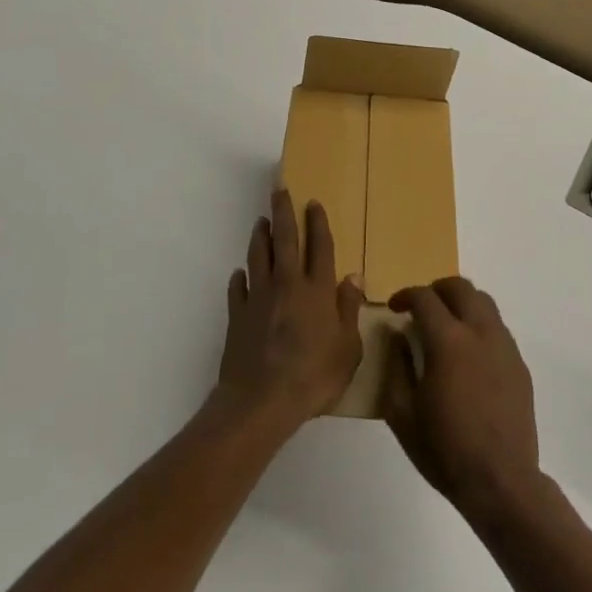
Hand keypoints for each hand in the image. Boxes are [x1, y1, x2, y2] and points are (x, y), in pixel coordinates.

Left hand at [214, 189, 363, 429]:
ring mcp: (259, 298)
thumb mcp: (348, 349)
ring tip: (261, 222)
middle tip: (279, 190)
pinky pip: (238, 289)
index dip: (317, 223)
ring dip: (260, 237)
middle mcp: (287, 285)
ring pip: (259, 256)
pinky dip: (239, 278)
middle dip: (284, 212)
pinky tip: (240, 274)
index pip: (319, 247)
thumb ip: (350, 310)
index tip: (313, 202)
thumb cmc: (313, 376)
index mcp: (317, 290)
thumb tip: (353, 277)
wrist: (260, 401)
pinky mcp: (238, 315)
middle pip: (285, 240)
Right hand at [384, 277, 540, 520]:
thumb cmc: (445, 450)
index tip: (394, 307)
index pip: (424, 298)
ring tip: (446, 324)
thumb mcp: (403, 414)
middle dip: (436, 289)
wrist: (501, 483)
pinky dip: (479, 324)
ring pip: (483, 301)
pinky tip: (469, 352)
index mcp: (448, 340)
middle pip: (459, 286)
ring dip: (461, 302)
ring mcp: (504, 345)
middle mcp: (479, 331)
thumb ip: (396, 366)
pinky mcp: (519, 363)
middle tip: (421, 307)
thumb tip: (397, 335)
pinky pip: (497, 326)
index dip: (405, 295)